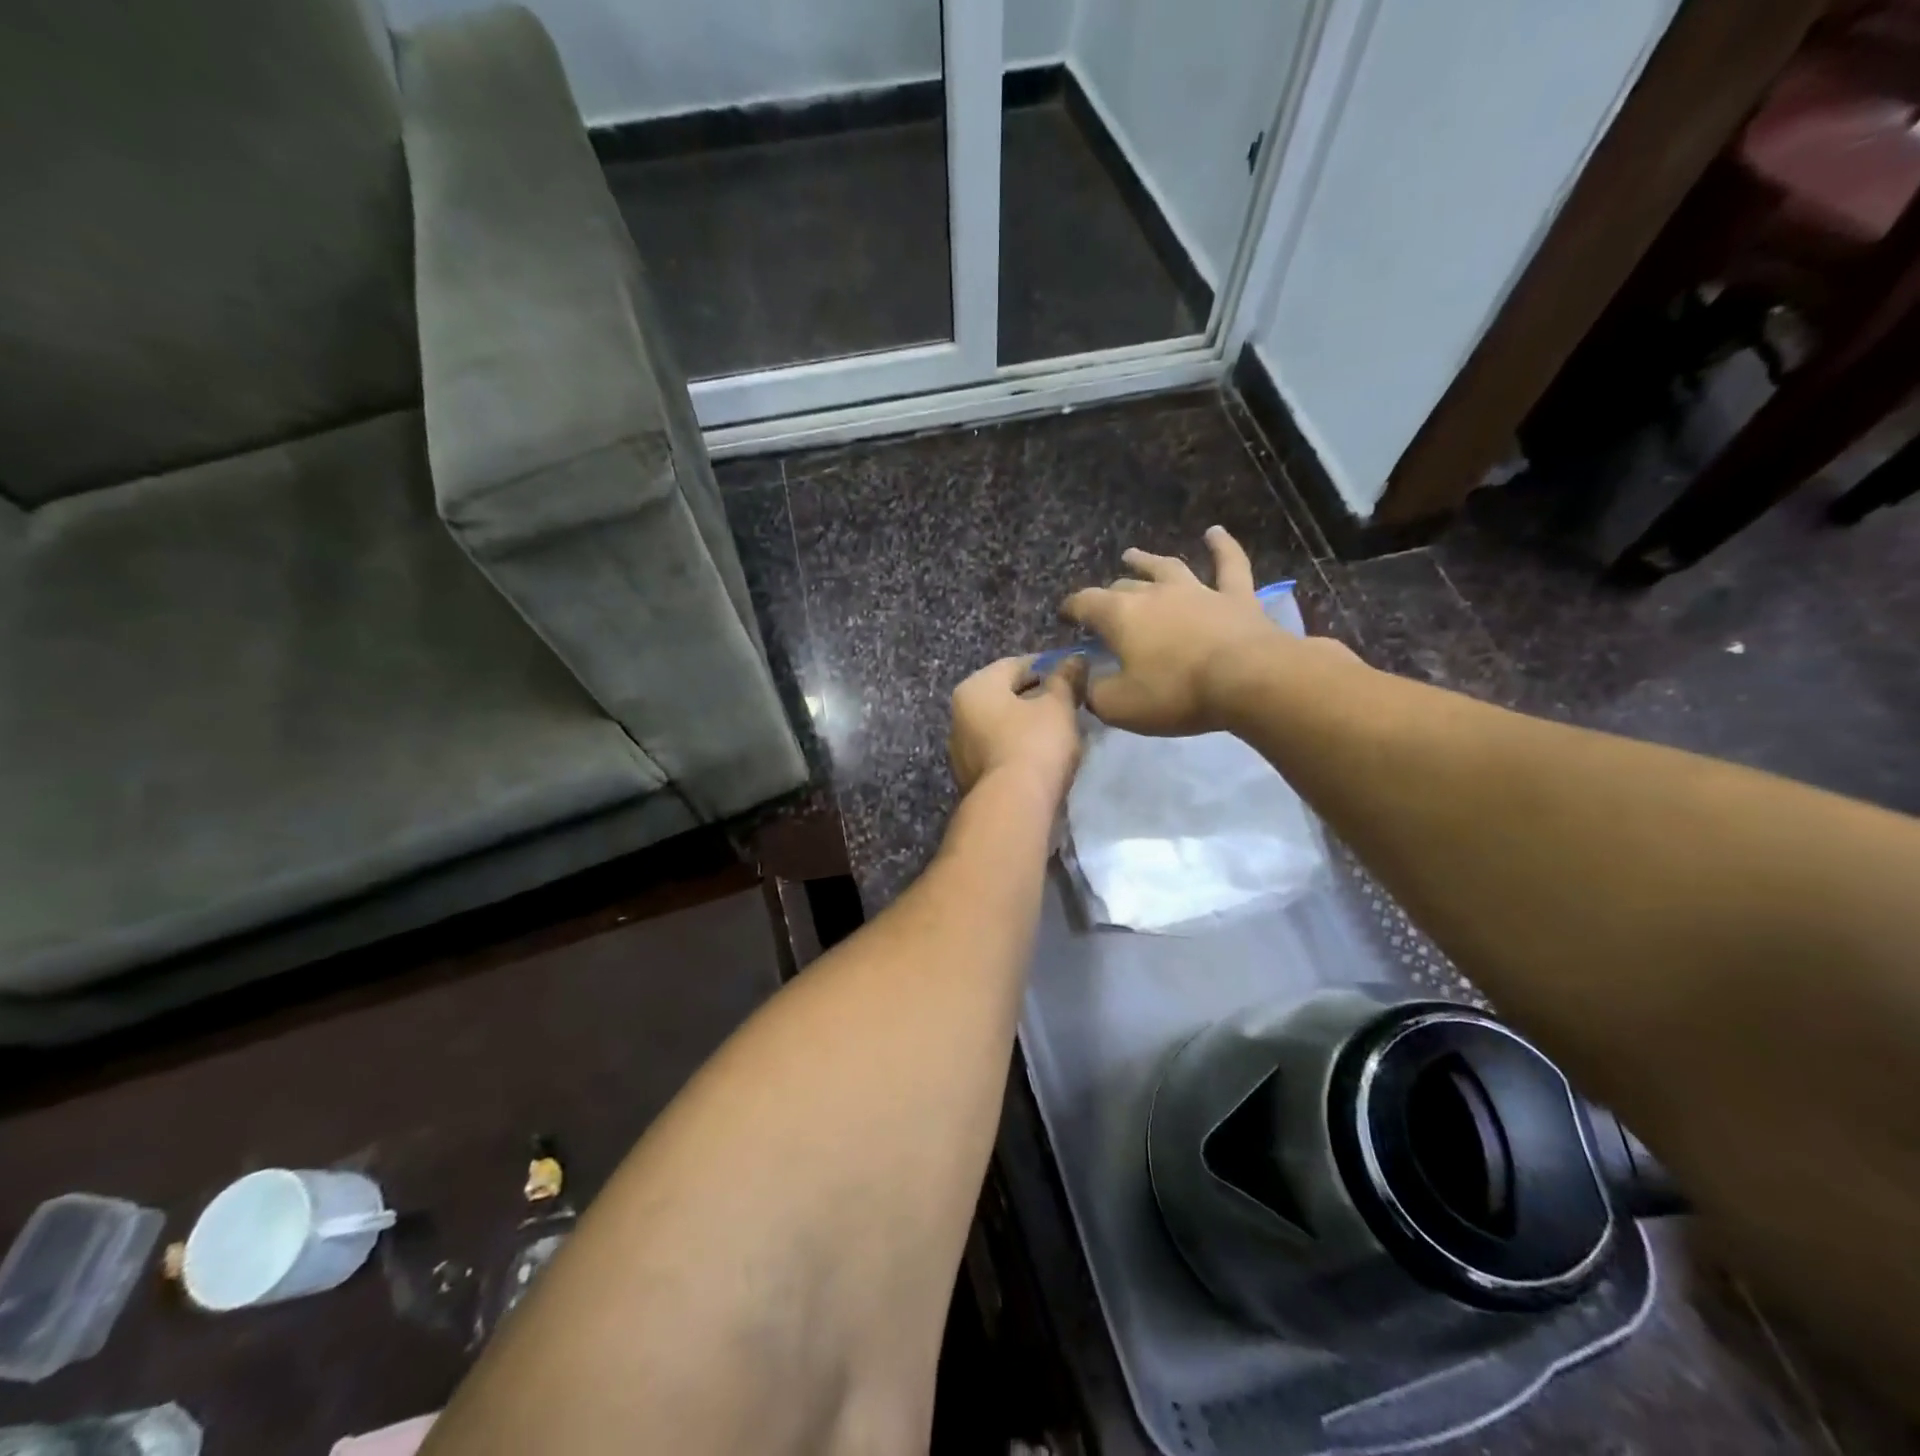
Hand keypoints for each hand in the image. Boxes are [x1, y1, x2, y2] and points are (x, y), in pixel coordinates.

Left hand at [948, 655, 1086, 801]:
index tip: (1074, 673)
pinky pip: (1000, 753)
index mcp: (974, 688)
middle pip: (1004, 696)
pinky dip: (1020, 750)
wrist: (1013, 807)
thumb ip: (1065, 679)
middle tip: (1070, 702)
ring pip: (1002, 727)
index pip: (1014, 665)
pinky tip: (1045, 757)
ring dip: (1027, 726)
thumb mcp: (1057, 706)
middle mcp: (959, 716)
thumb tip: (1074, 659)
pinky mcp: (972, 779)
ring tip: (1061, 731)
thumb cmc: (1034, 744)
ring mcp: (962, 752)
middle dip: (1036, 697)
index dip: (1047, 665)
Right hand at [1062, 527, 1335, 735]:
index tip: (1063, 616)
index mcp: (1120, 616)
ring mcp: (1197, 590)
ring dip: (1147, 561)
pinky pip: (1228, 564)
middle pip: (1123, 587)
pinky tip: (1215, 533)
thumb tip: (1087, 682)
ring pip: (1166, 567)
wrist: (1248, 679)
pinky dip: (1222, 546)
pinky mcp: (1236, 596)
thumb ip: (1095, 693)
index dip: (1070, 608)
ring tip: (1132, 554)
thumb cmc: (1175, 693)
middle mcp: (1154, 593)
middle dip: (1108, 594)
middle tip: (1102, 606)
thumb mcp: (1119, 706)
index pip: (1084, 603)